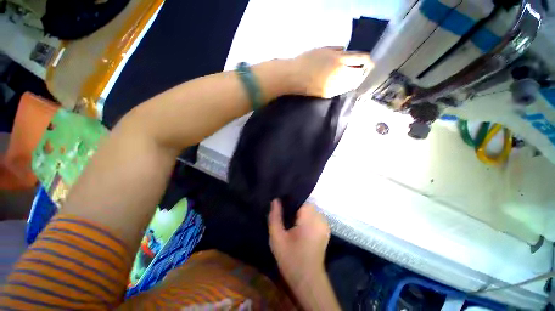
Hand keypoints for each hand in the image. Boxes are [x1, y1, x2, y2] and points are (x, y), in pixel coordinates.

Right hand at [268, 199, 330, 289]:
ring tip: (292, 224)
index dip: (291, 202)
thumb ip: (275, 217)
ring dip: (302, 213)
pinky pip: (315, 217)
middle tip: (286, 219)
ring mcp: (325, 224)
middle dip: (296, 209)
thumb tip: (275, 200)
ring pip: (311, 210)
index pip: (301, 200)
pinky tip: (300, 229)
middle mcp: (320, 219)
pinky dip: (307, 218)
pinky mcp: (325, 230)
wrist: (308, 280)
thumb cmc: (291, 259)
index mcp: (310, 219)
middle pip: (306, 204)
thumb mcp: (277, 238)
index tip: (282, 209)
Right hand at [288, 47, 372, 97]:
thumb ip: (337, 50)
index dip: (368, 60)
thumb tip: (346, 53)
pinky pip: (341, 90)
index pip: (361, 59)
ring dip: (353, 81)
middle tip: (359, 71)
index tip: (369, 62)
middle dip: (361, 72)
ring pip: (351, 84)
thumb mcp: (322, 49)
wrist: (294, 77)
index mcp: (338, 60)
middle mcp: (339, 74)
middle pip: (358, 74)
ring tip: (350, 78)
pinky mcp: (328, 95)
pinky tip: (340, 85)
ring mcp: (334, 86)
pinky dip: (344, 87)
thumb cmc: (306, 60)